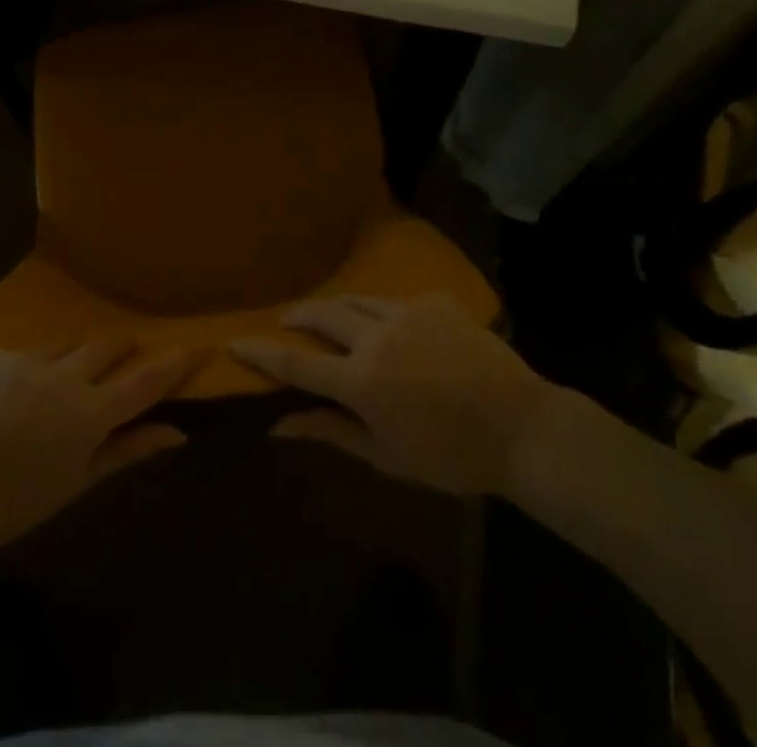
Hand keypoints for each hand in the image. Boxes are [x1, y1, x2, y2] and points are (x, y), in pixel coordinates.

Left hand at [0, 341, 203, 548]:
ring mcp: (27, 359)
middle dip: (121, 347)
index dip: (172, 364)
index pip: (144, 382)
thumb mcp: (80, 479)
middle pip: (106, 346)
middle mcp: (64, 376)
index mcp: (89, 413)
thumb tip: (178, 433)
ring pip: (65, 345)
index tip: (193, 346)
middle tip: (126, 351)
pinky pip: (25, 353)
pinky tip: (13, 395)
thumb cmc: (21, 500)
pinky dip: (30, 369)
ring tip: (61, 380)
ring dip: (73, 358)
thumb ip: (130, 448)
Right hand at [229, 293, 553, 495]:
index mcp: (361, 380)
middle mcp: (376, 336)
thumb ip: (331, 432)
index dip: (261, 353)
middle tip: (286, 320)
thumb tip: (280, 426)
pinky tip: (395, 328)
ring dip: (337, 309)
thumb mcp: (386, 456)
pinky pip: (397, 302)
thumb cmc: (452, 455)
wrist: (523, 427)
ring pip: (357, 300)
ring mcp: (407, 312)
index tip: (233, 341)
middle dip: (297, 316)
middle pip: (322, 315)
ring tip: (329, 317)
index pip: (296, 364)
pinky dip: (384, 314)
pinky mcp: (435, 301)